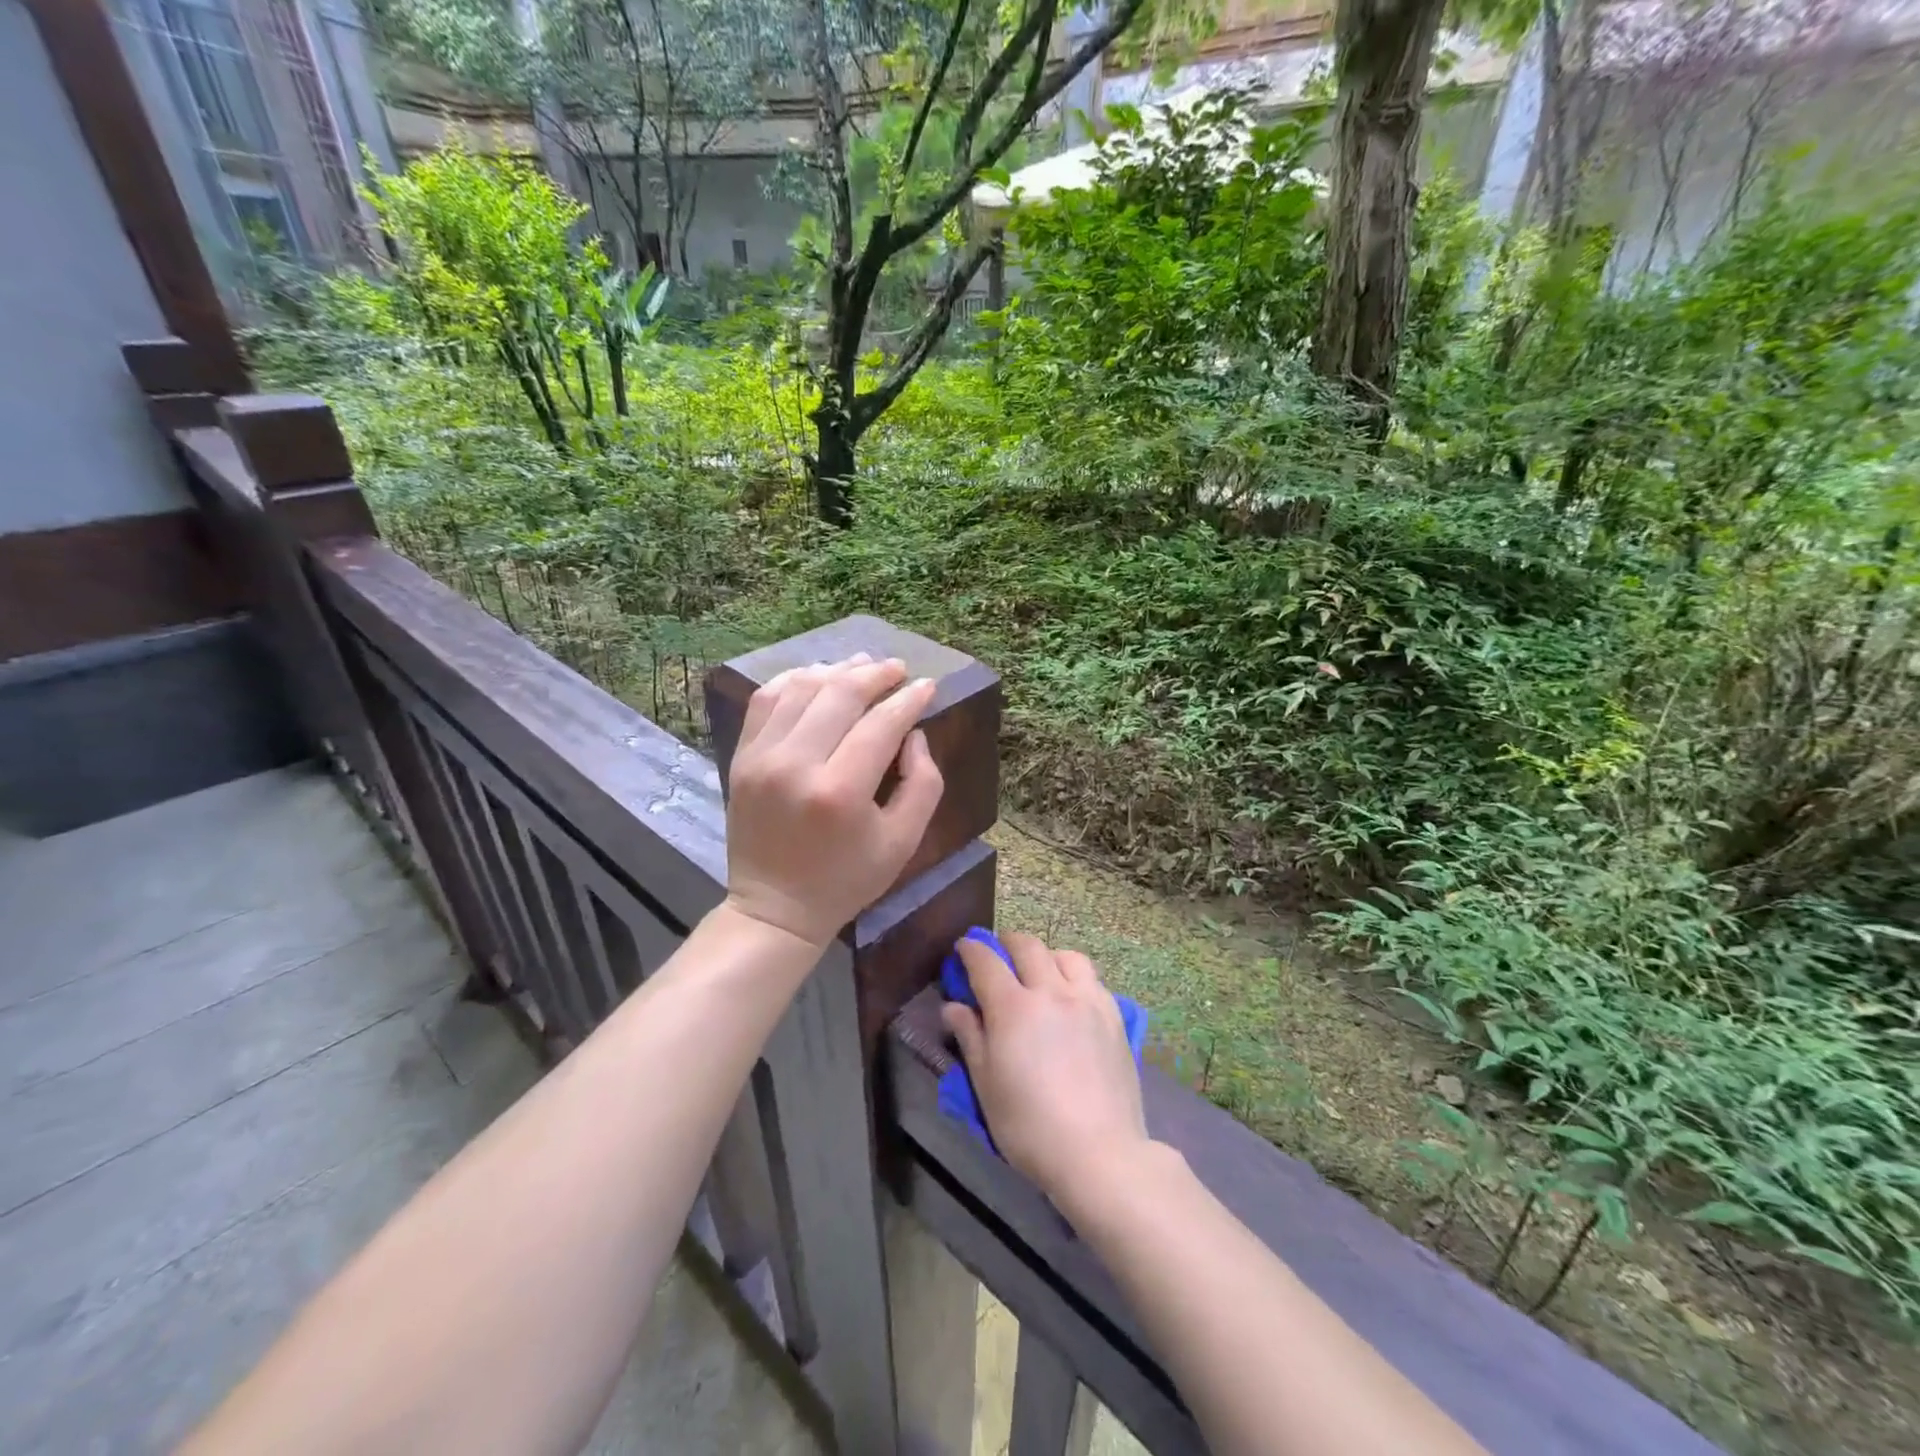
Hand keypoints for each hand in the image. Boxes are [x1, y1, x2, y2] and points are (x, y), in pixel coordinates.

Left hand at [724, 654, 942, 946]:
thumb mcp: (903, 842)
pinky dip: (794, 679)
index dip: (908, 700)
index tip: (927, 686)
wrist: (775, 907)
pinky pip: (766, 700)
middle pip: (839, 695)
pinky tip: (817, 676)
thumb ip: (922, 783)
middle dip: (875, 675)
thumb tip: (913, 733)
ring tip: (862, 666)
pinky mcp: (742, 757)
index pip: (881, 725)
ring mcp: (761, 758)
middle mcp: (795, 765)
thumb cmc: (847, 878)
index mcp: (840, 792)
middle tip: (897, 669)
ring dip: (836, 670)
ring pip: (801, 688)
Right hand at [942, 934, 1150, 1210]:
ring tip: (1039, 972)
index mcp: (1013, 1007)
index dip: (970, 950)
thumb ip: (970, 1037)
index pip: (986, 962)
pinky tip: (1071, 996)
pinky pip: (1092, 979)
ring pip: (1065, 956)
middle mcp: (1051, 991)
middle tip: (997, 955)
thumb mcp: (986, 1085)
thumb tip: (953, 1007)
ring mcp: (1087, 1000)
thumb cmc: (1029, 1126)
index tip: (963, 948)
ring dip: (1045, 955)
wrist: (1099, 1153)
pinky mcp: (1114, 1016)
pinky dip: (1074, 975)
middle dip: (1006, 943)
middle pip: (1027, 946)